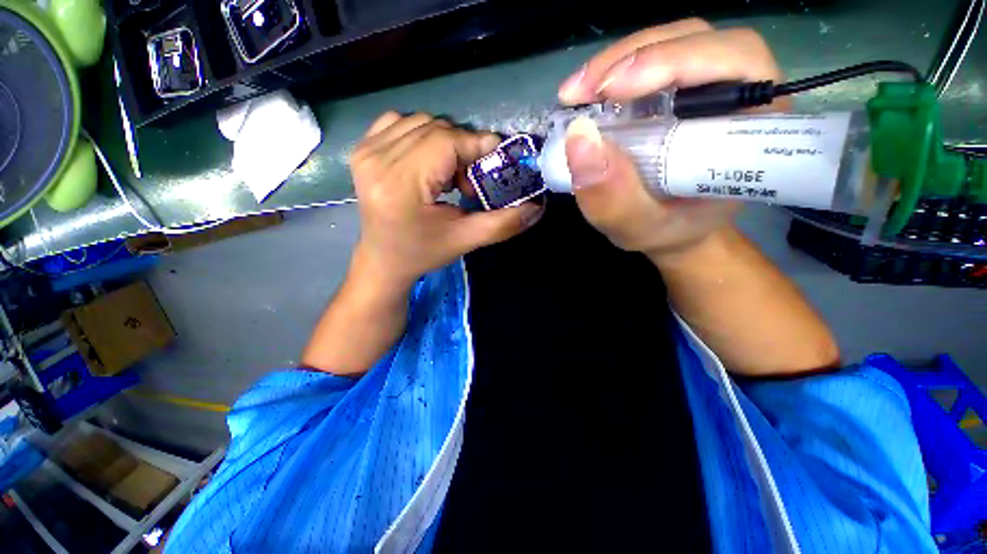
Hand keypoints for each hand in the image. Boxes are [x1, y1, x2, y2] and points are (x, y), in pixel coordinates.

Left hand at [350, 112, 542, 288]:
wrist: (383, 259)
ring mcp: (365, 150)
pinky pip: (401, 122)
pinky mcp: (362, 148)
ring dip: (445, 144)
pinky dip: (423, 136)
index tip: (497, 160)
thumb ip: (503, 224)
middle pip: (436, 129)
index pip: (445, 142)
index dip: (477, 145)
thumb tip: (537, 207)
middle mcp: (377, 160)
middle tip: (468, 183)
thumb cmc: (423, 253)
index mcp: (400, 186)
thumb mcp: (465, 240)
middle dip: (462, 150)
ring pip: (422, 123)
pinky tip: (426, 163)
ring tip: (447, 177)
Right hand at [556, 19, 786, 258]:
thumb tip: (579, 140)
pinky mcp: (679, 88)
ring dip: (616, 63)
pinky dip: (612, 72)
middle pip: (697, 40)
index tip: (613, 92)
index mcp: (751, 126)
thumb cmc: (667, 231)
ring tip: (575, 95)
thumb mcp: (638, 229)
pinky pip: (650, 60)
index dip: (676, 62)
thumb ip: (615, 200)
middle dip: (632, 59)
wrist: (674, 229)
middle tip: (578, 94)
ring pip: (670, 42)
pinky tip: (586, 95)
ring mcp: (707, 85)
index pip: (735, 64)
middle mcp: (739, 92)